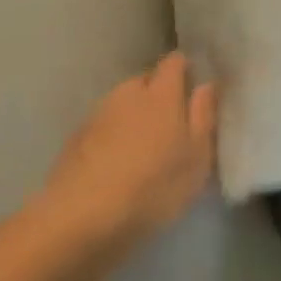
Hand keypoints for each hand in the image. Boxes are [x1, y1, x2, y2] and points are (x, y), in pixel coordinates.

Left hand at [41, 53, 217, 248]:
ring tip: (142, 149)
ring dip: (133, 117)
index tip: (193, 86)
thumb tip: (207, 84)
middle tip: (171, 125)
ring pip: (122, 105)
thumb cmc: (152, 187)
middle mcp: (127, 94)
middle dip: (158, 95)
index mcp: (161, 93)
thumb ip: (204, 116)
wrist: (79, 219)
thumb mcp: (196, 158)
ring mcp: (97, 114)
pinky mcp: (74, 139)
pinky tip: (115, 165)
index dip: (184, 69)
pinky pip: (102, 127)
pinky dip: (111, 137)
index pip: (174, 62)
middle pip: (146, 81)